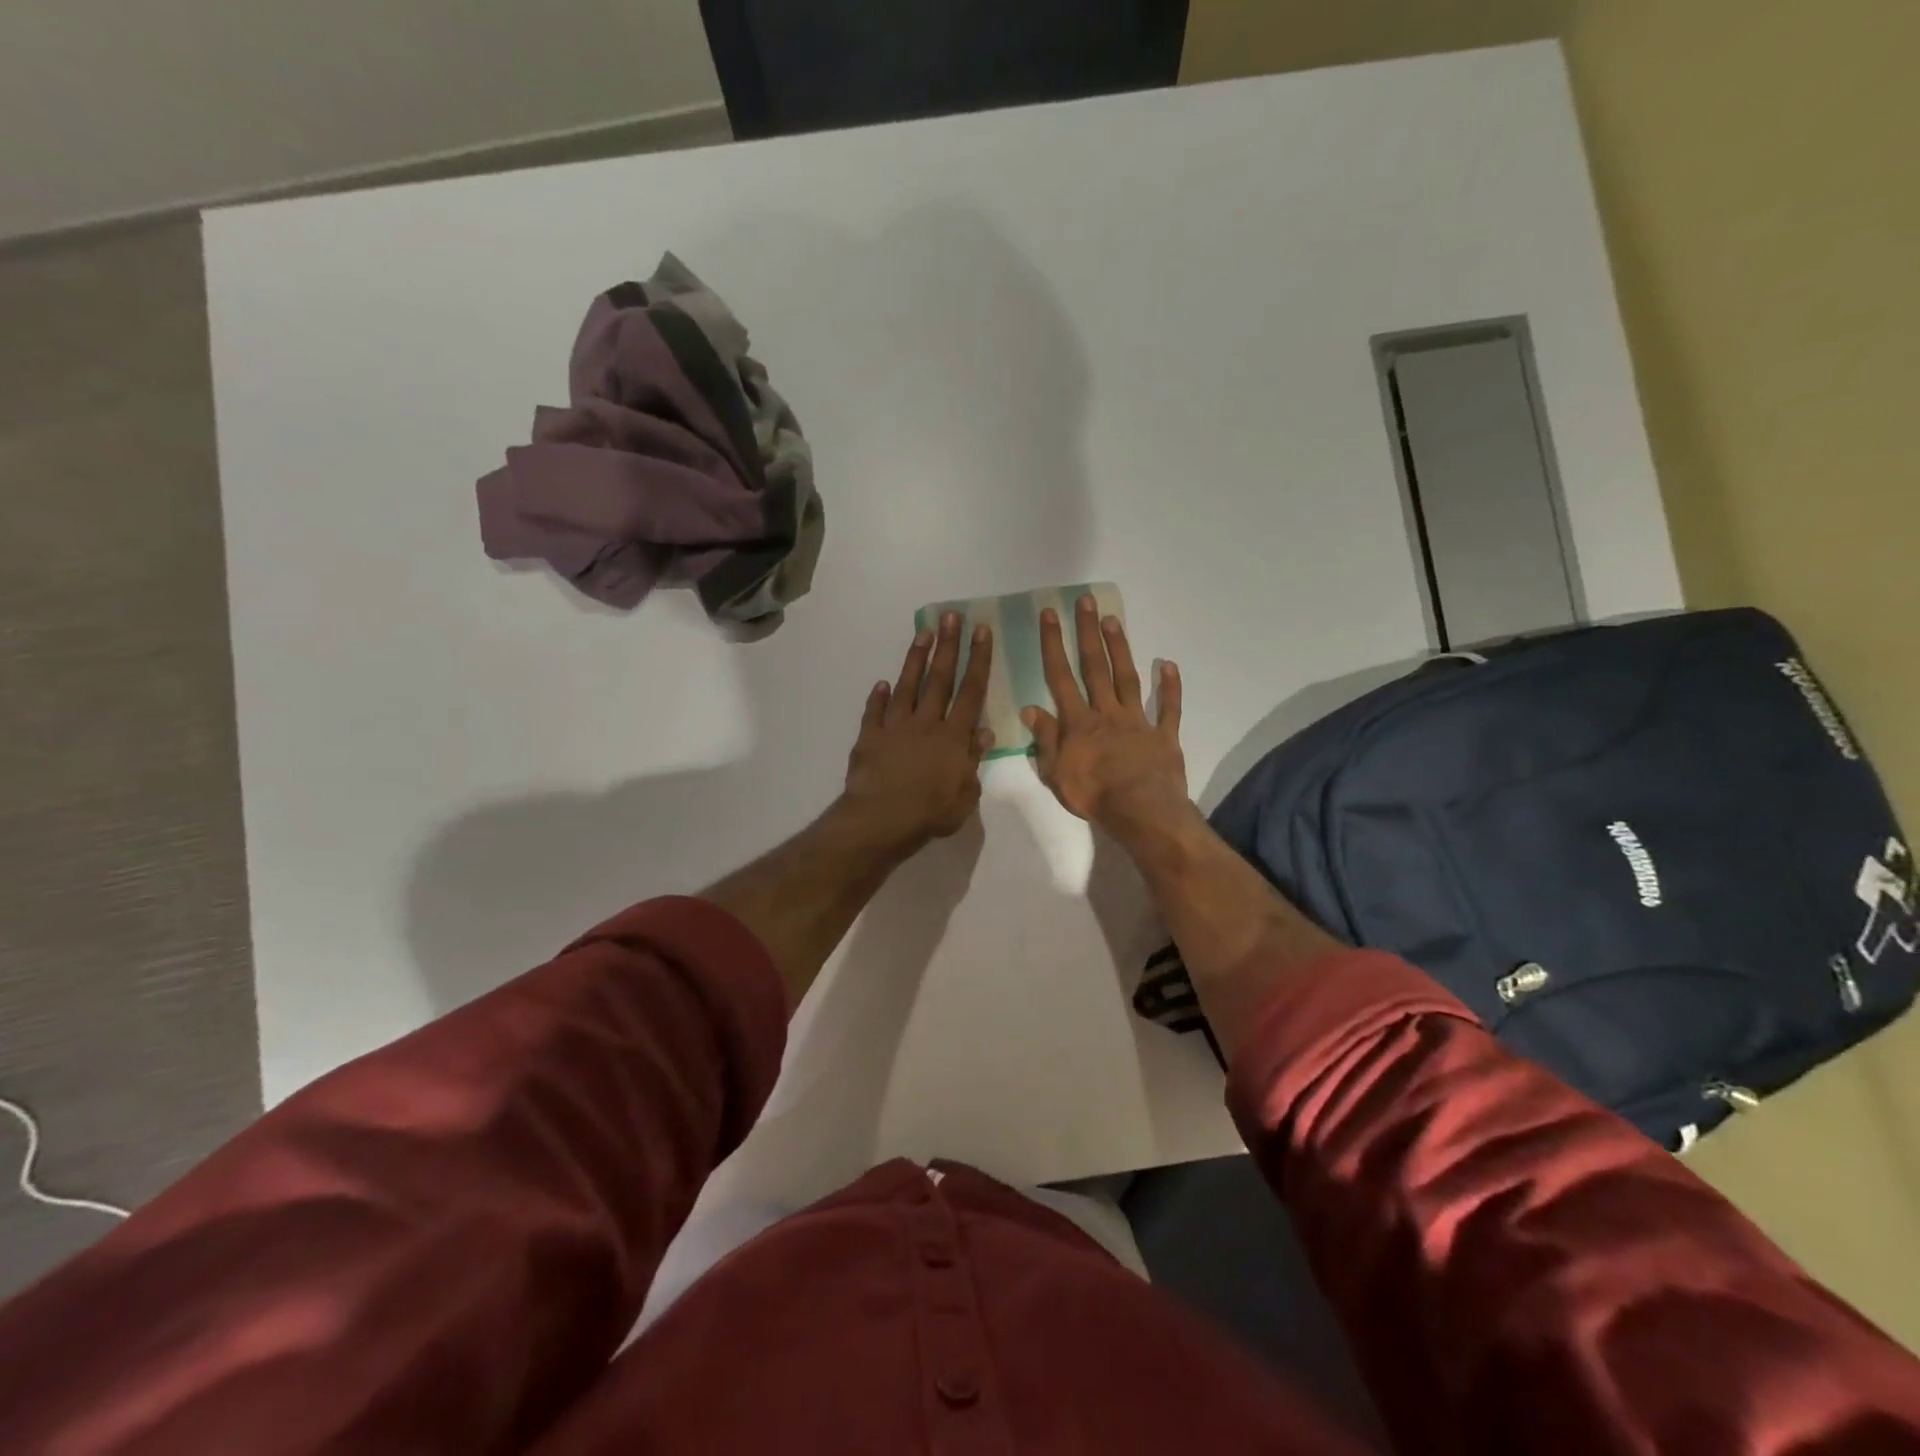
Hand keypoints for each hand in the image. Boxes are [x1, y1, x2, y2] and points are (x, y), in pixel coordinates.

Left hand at [841, 612, 994, 853]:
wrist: (881, 819)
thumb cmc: (931, 813)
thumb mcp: (966, 794)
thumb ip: (973, 761)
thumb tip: (984, 733)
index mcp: (954, 737)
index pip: (971, 692)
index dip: (978, 661)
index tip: (981, 632)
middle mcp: (926, 723)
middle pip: (940, 679)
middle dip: (948, 646)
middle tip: (952, 616)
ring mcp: (895, 727)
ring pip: (907, 686)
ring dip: (915, 659)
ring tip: (922, 633)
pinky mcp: (870, 736)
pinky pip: (874, 712)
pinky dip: (878, 697)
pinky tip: (881, 684)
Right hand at [1023, 595, 1188, 840]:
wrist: (1140, 810)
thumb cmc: (1093, 794)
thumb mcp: (1055, 772)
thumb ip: (1045, 739)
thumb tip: (1030, 708)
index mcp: (1078, 722)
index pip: (1060, 676)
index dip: (1053, 644)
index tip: (1050, 614)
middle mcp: (1106, 712)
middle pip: (1094, 667)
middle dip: (1087, 633)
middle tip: (1085, 601)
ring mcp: (1137, 721)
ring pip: (1126, 678)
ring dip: (1120, 648)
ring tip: (1113, 619)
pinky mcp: (1164, 735)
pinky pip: (1168, 708)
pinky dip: (1170, 687)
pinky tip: (1168, 665)